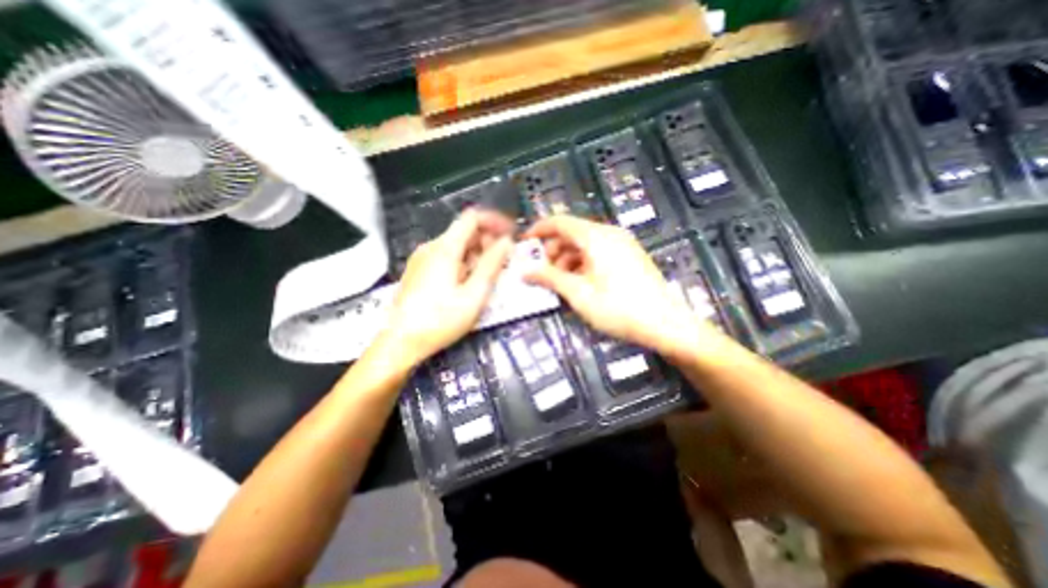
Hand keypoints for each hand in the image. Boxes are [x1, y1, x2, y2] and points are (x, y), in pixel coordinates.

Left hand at [384, 210, 515, 366]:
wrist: (400, 343)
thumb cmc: (441, 320)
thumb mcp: (474, 295)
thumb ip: (491, 265)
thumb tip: (506, 242)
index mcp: (445, 248)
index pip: (472, 218)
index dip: (494, 222)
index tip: (510, 236)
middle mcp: (431, 247)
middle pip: (464, 231)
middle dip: (487, 241)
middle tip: (503, 263)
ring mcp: (422, 259)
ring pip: (456, 245)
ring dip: (476, 254)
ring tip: (488, 276)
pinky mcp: (419, 271)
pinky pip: (446, 257)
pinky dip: (463, 263)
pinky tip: (468, 284)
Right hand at [525, 214, 721, 354]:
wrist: (666, 324)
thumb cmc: (618, 308)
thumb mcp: (578, 294)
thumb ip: (549, 278)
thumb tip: (524, 271)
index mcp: (596, 237)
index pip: (560, 222)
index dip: (539, 230)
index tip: (524, 244)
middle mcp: (609, 234)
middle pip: (572, 233)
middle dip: (553, 250)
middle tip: (542, 272)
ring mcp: (622, 244)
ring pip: (585, 244)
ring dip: (567, 259)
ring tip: (560, 282)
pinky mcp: (629, 256)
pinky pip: (598, 252)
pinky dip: (583, 263)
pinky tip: (579, 283)